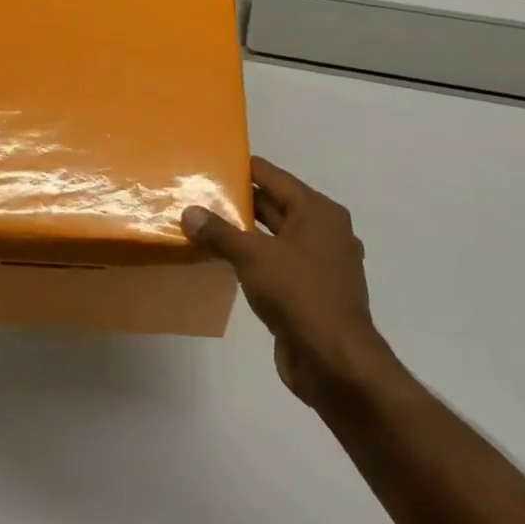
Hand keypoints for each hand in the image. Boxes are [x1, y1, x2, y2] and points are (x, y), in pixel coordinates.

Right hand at [183, 157, 392, 408]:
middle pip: (276, 205)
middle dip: (240, 201)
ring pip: (275, 237)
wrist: (334, 362)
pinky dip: (253, 258)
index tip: (214, 161)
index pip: (275, 178)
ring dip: (244, 232)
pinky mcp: (310, 292)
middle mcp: (324, 232)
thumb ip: (220, 233)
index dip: (245, 169)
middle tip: (200, 192)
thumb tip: (189, 212)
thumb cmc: (299, 295)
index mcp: (318, 213)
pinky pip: (277, 263)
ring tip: (204, 223)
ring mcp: (319, 264)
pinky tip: (224, 259)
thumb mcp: (253, 257)